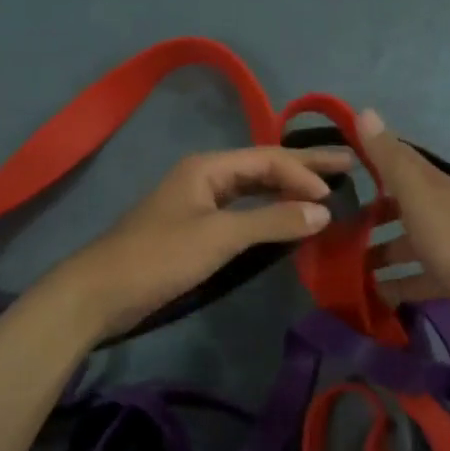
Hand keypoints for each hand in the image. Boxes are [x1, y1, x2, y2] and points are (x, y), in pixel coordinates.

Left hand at [53, 145, 353, 338]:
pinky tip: (285, 221)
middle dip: (303, 168)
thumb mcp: (218, 236)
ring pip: (251, 189)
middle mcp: (205, 177)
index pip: (268, 159)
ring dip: (286, 190)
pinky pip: (241, 212)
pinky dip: (266, 214)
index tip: (339, 191)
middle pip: (262, 167)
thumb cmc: (159, 257)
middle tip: (348, 167)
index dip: (305, 172)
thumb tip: (323, 211)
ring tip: (325, 192)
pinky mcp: (195, 230)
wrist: (100, 292)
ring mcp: (198, 203)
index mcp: (208, 167)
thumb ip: (271, 221)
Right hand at [359, 109, 449, 337]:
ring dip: (377, 253)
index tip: (339, 159)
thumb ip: (389, 158)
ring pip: (403, 245)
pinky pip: (413, 278)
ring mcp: (444, 246)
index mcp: (432, 186)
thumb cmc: (448, 238)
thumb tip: (365, 112)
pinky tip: (371, 294)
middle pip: (398, 206)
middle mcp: (439, 211)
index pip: (399, 160)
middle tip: (333, 225)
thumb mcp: (415, 193)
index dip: (372, 155)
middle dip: (368, 214)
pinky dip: (393, 285)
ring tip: (343, 265)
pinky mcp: (446, 277)